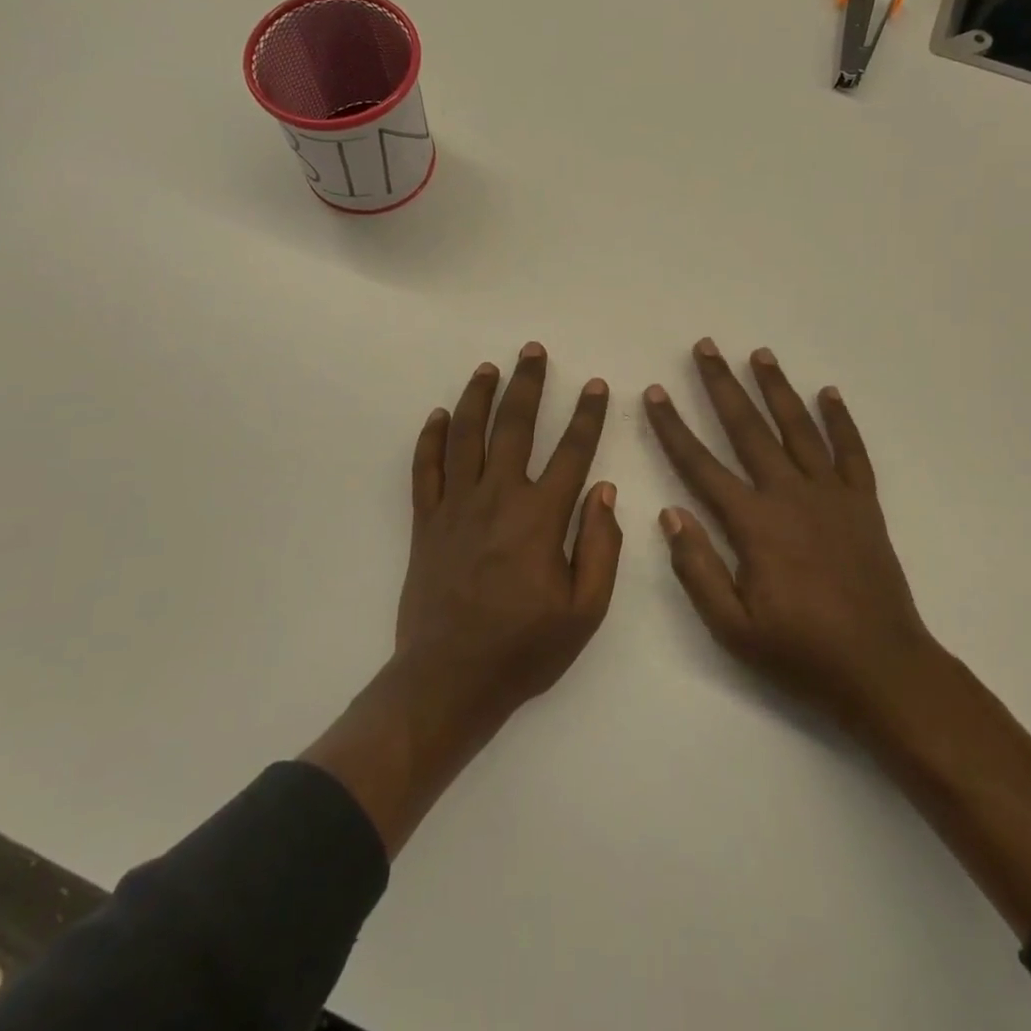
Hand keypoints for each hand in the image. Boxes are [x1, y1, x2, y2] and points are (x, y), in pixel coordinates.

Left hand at [397, 343, 621, 731]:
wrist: (449, 679)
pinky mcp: (426, 522)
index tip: (596, 385)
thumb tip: (604, 490)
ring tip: (488, 368)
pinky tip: (439, 415)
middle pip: (513, 427)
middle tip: (532, 351)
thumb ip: (600, 547)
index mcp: (540, 518)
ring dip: (478, 397)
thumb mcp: (585, 611)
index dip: (587, 415)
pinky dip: (431, 439)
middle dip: (527, 385)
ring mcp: (456, 506)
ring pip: (466, 436)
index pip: (571, 452)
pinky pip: (426, 469)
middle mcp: (497, 498)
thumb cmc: (524, 649)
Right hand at [644, 338, 935, 737]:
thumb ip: (697, 568)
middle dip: (722, 385)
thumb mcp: (732, 627)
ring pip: (798, 428)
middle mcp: (790, 495)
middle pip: (748, 429)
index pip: (700, 464)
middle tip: (705, 347)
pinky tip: (828, 393)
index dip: (673, 427)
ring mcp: (831, 495)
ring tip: (758, 354)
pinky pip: (851, 451)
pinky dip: (840, 419)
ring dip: (776, 388)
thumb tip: (671, 512)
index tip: (654, 393)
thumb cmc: (800, 652)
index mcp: (753, 524)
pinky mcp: (863, 504)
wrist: (882, 669)